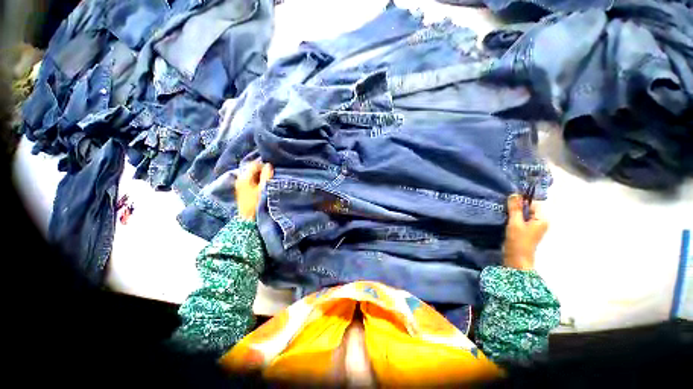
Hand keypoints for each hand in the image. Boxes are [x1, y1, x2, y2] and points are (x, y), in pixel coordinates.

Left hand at [235, 161, 273, 220]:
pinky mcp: (242, 190)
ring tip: (268, 181)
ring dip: (260, 175)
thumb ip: (266, 175)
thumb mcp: (263, 188)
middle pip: (252, 168)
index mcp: (244, 177)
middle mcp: (239, 179)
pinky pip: (250, 180)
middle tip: (271, 175)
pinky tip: (262, 186)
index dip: (264, 165)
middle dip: (262, 170)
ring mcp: (240, 185)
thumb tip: (269, 165)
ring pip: (251, 174)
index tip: (272, 171)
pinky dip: (257, 180)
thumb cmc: (257, 203)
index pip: (254, 164)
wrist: (249, 219)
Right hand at [503, 194, 547, 270]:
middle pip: (529, 209)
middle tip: (504, 207)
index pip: (534, 203)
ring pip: (524, 215)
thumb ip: (515, 208)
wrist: (516, 259)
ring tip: (504, 214)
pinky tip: (506, 220)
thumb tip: (514, 194)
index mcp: (542, 219)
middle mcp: (541, 222)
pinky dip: (514, 219)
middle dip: (517, 207)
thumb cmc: (518, 241)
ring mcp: (534, 228)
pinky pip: (521, 220)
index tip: (509, 201)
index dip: (522, 201)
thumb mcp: (515, 222)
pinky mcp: (527, 232)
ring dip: (514, 213)